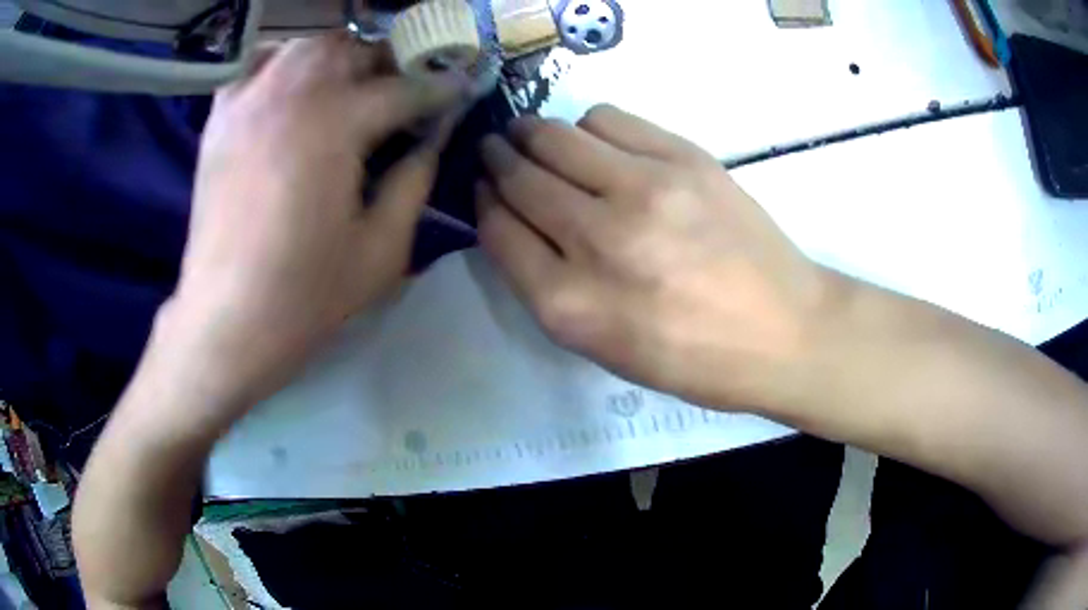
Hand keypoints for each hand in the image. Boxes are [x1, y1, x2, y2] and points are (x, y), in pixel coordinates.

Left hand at [167, 34, 463, 407]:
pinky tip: (295, 88)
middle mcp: (291, 93)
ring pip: (307, 46)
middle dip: (390, 65)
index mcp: (336, 123)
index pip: (404, 88)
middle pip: (355, 51)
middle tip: (406, 92)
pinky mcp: (220, 119)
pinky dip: (284, 63)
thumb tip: (433, 138)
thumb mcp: (382, 248)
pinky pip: (258, 65)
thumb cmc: (305, 295)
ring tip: (353, 87)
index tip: (462, 88)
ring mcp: (249, 100)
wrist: (225, 323)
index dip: (440, 88)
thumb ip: (415, 180)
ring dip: (341, 58)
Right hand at [477, 105, 829, 410]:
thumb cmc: (694, 358)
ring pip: (555, 136)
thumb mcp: (604, 347)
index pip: (497, 230)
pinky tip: (597, 144)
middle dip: (497, 159)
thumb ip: (549, 286)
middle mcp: (598, 240)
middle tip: (496, 150)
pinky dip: (587, 127)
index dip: (484, 202)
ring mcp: (645, 190)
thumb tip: (516, 220)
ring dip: (534, 135)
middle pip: (519, 176)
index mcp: (571, 306)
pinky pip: (605, 118)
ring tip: (537, 139)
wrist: (784, 331)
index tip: (484, 187)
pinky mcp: (683, 158)